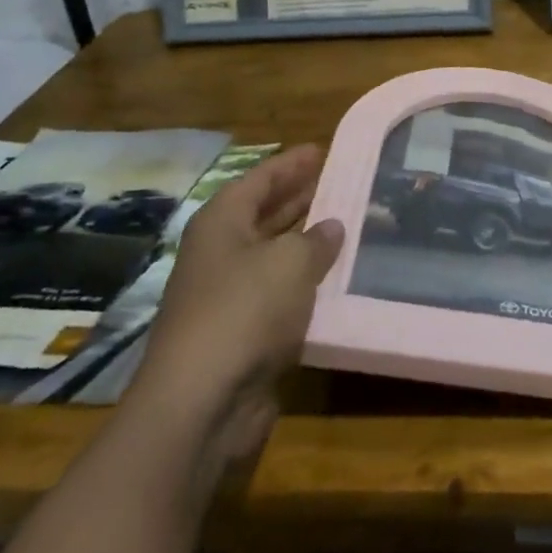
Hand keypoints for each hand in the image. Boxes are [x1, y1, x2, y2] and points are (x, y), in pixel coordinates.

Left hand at [126, 145, 343, 493]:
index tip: (322, 149)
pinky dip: (306, 286)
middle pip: (265, 214)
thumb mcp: (290, 262)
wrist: (201, 403)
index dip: (291, 163)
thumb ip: (316, 239)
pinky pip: (281, 296)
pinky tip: (339, 281)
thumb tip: (331, 227)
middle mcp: (221, 252)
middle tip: (341, 183)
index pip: (261, 179)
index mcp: (222, 222)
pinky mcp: (242, 334)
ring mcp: (228, 295)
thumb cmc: (244, 311)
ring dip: (307, 244)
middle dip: (301, 198)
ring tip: (349, 226)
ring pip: (275, 256)